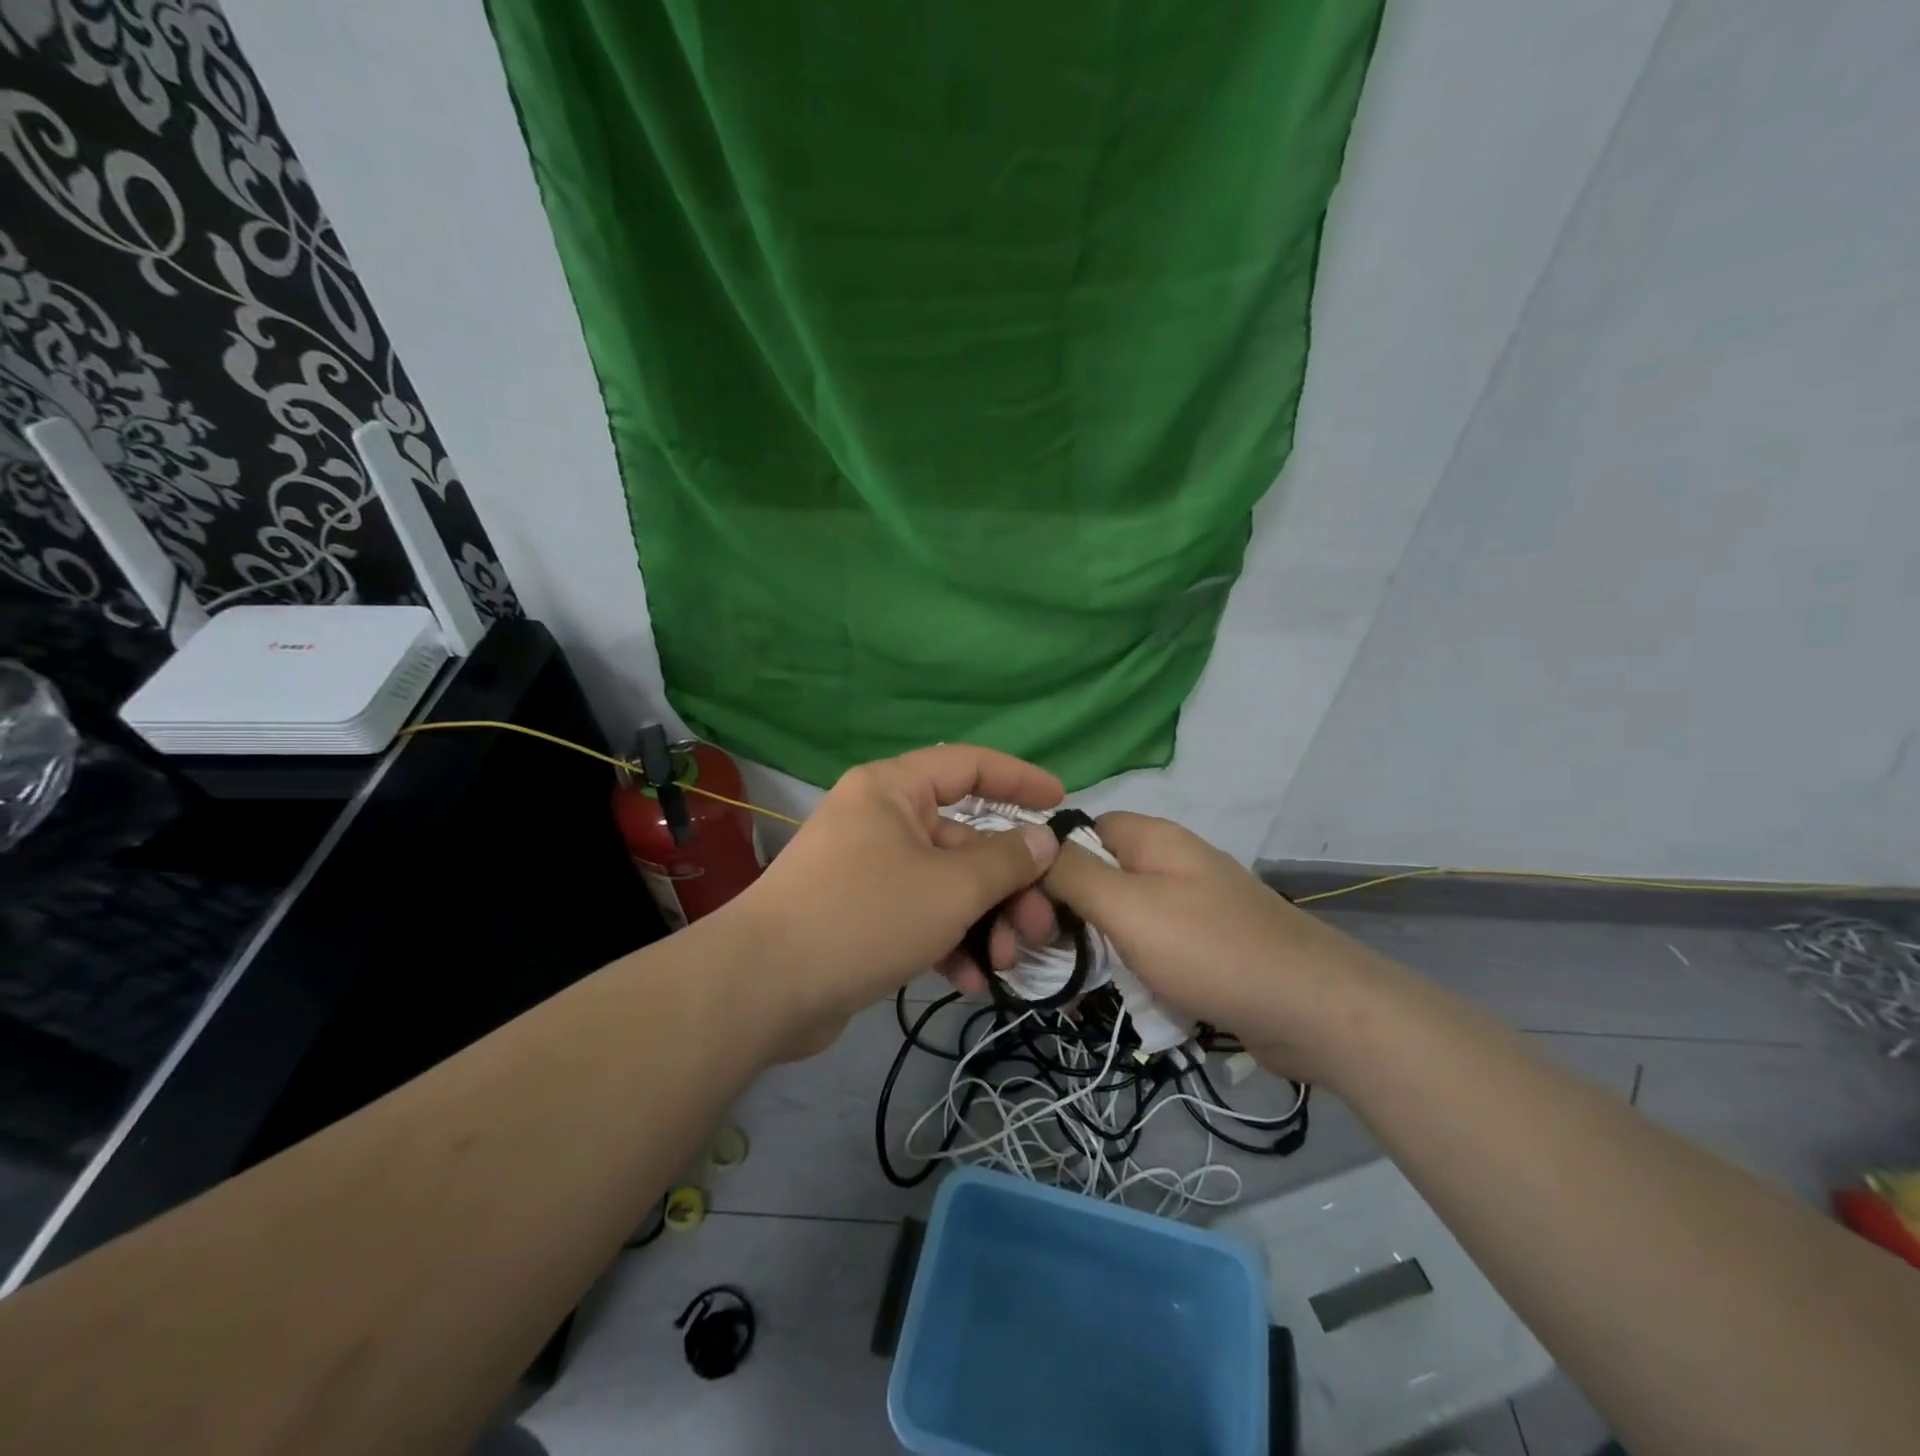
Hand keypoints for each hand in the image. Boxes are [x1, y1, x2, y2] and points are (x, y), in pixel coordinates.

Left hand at [727, 745, 1063, 1046]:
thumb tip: (1043, 839)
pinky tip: (971, 982)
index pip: (968, 765)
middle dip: (1008, 885)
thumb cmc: (864, 915)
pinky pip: (919, 917)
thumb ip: (1005, 860)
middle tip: (1039, 927)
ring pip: (946, 884)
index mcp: (893, 790)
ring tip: (1006, 963)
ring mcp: (868, 870)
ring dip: (983, 921)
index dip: (1018, 779)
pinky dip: (948, 943)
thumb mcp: (950, 887)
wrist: (763, 988)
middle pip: (964, 839)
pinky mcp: (860, 916)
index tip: (1061, 803)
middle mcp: (880, 820)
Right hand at [1043, 812, 1390, 1080]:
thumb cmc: (1210, 949)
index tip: (1020, 904)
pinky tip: (1108, 1000)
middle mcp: (1169, 864)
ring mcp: (1189, 906)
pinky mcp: (1203, 947)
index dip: (1046, 861)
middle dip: (1064, 914)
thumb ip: (1074, 875)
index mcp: (1151, 839)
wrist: (1315, 1010)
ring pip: (1119, 918)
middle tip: (1038, 955)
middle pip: (1096, 876)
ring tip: (1065, 988)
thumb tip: (1033, 845)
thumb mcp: (1128, 907)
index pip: (1080, 830)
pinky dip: (1126, 970)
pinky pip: (1148, 949)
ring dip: (1091, 949)